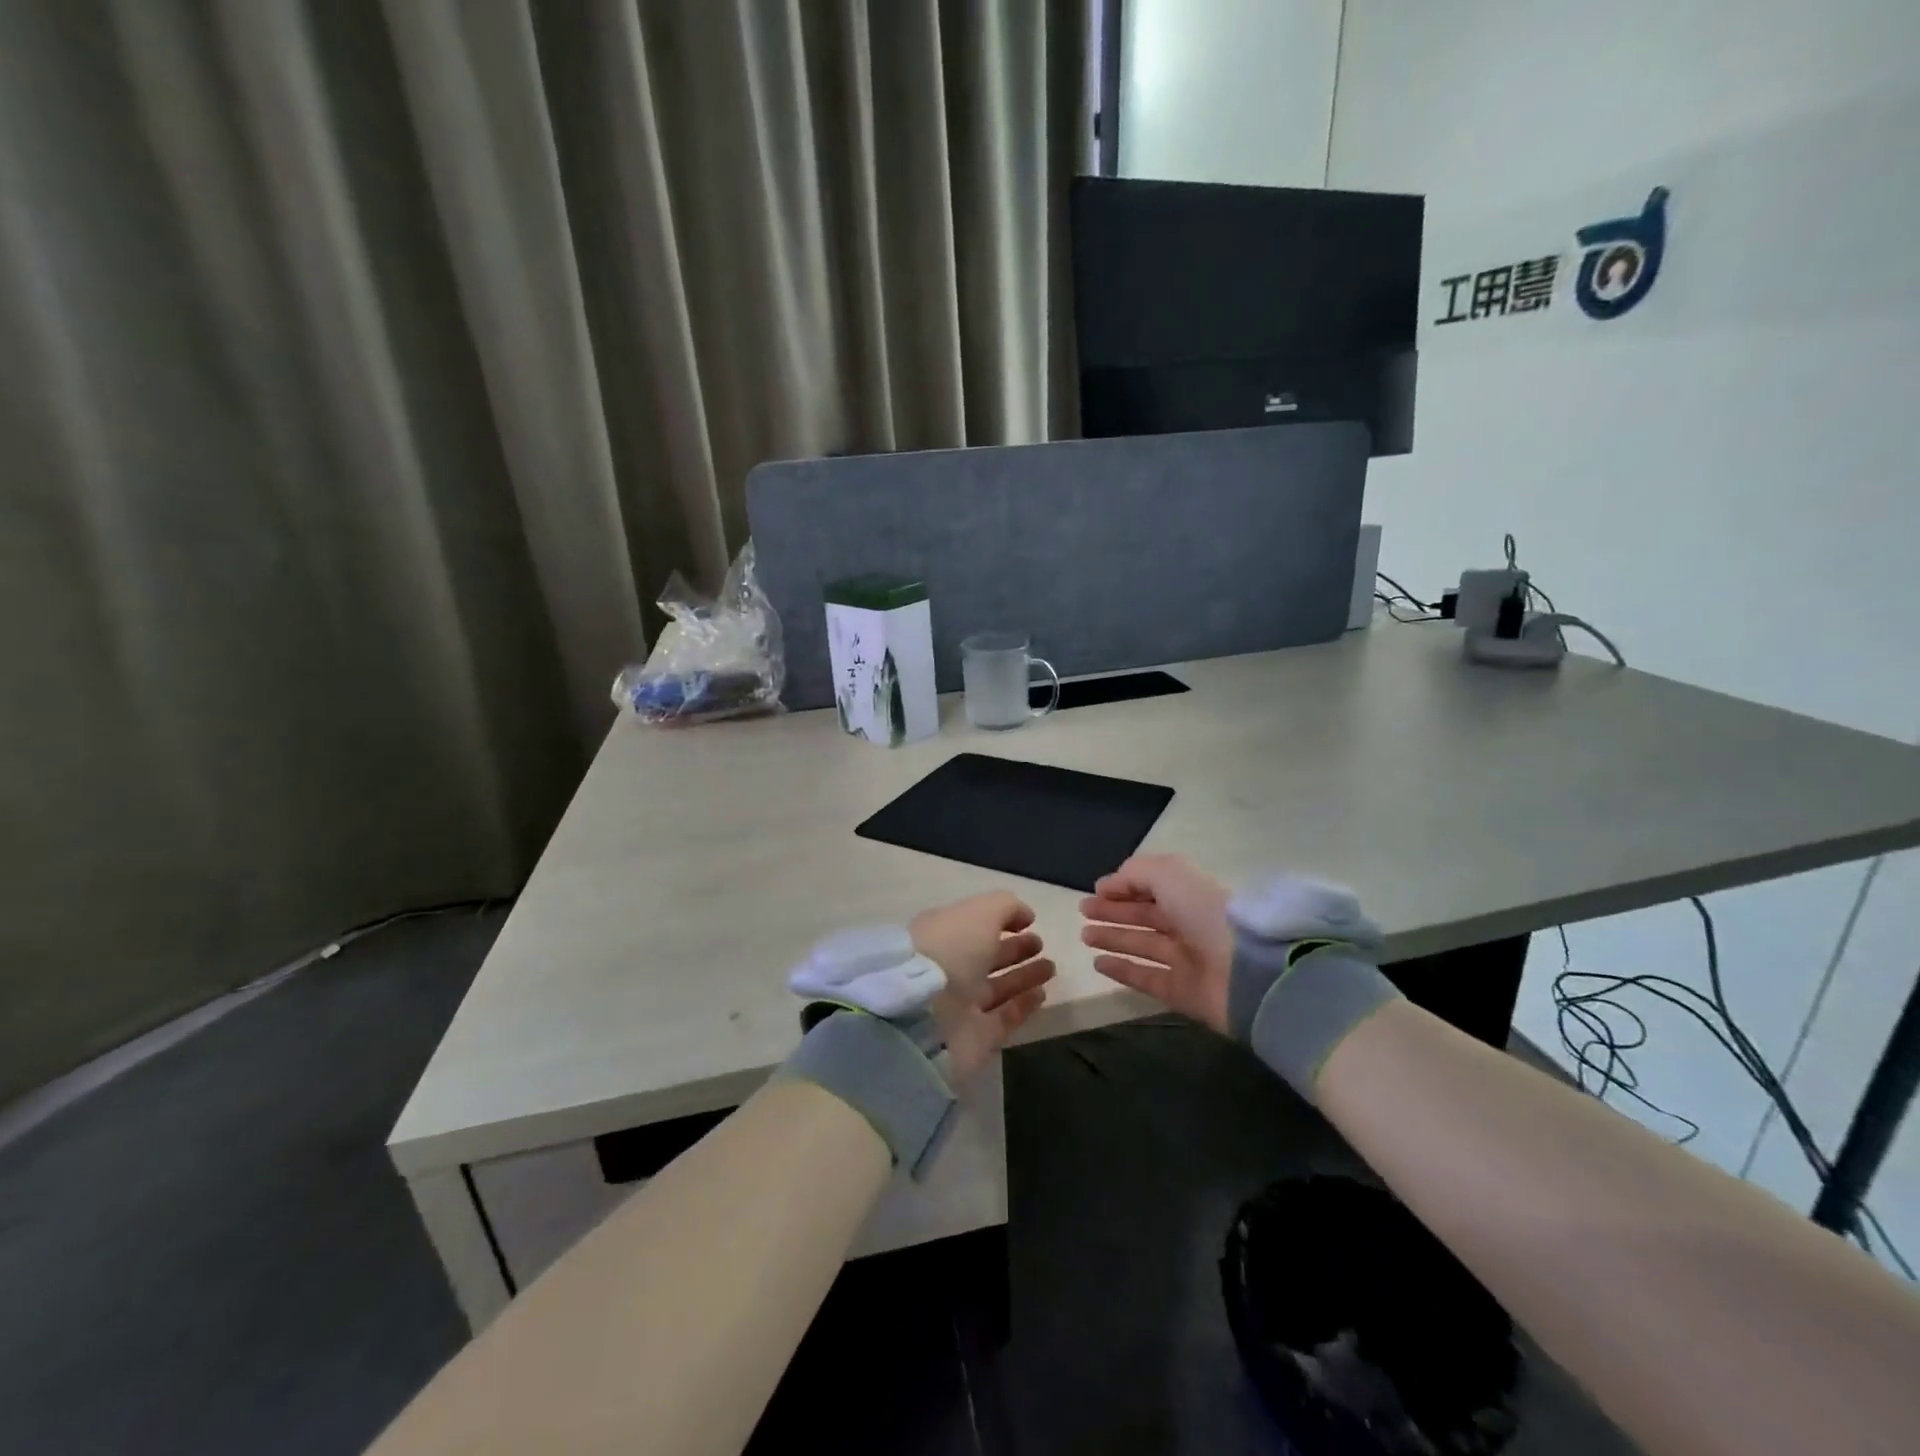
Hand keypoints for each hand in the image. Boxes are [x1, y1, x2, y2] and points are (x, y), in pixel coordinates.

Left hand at [912, 892, 1055, 1081]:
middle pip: (986, 957)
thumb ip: (1005, 907)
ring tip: (1050, 967)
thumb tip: (1025, 916)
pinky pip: (1004, 1017)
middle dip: (1015, 949)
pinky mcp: (975, 1038)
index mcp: (942, 934)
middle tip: (1041, 944)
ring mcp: (960, 1005)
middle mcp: (949, 969)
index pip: (974, 926)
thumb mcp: (979, 912)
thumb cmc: (950, 950)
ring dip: (1024, 976)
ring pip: (997, 987)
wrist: (923, 1016)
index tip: (1029, 922)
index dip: (1000, 921)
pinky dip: (1023, 1005)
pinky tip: (1042, 993)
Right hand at [1079, 854, 1233, 1033]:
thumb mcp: (1169, 874)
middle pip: (1144, 915)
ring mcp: (1185, 960)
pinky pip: (1146, 978)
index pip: (1152, 887)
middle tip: (1083, 911)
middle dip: (1113, 911)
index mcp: (1189, 895)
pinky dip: (1122, 970)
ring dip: (1113, 938)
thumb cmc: (1204, 913)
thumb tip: (1108, 885)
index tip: (1095, 891)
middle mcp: (1188, 925)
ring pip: (1142, 945)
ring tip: (1085, 935)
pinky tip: (1099, 963)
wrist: (1245, 971)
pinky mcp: (1181, 992)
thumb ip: (1135, 873)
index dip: (1124, 887)